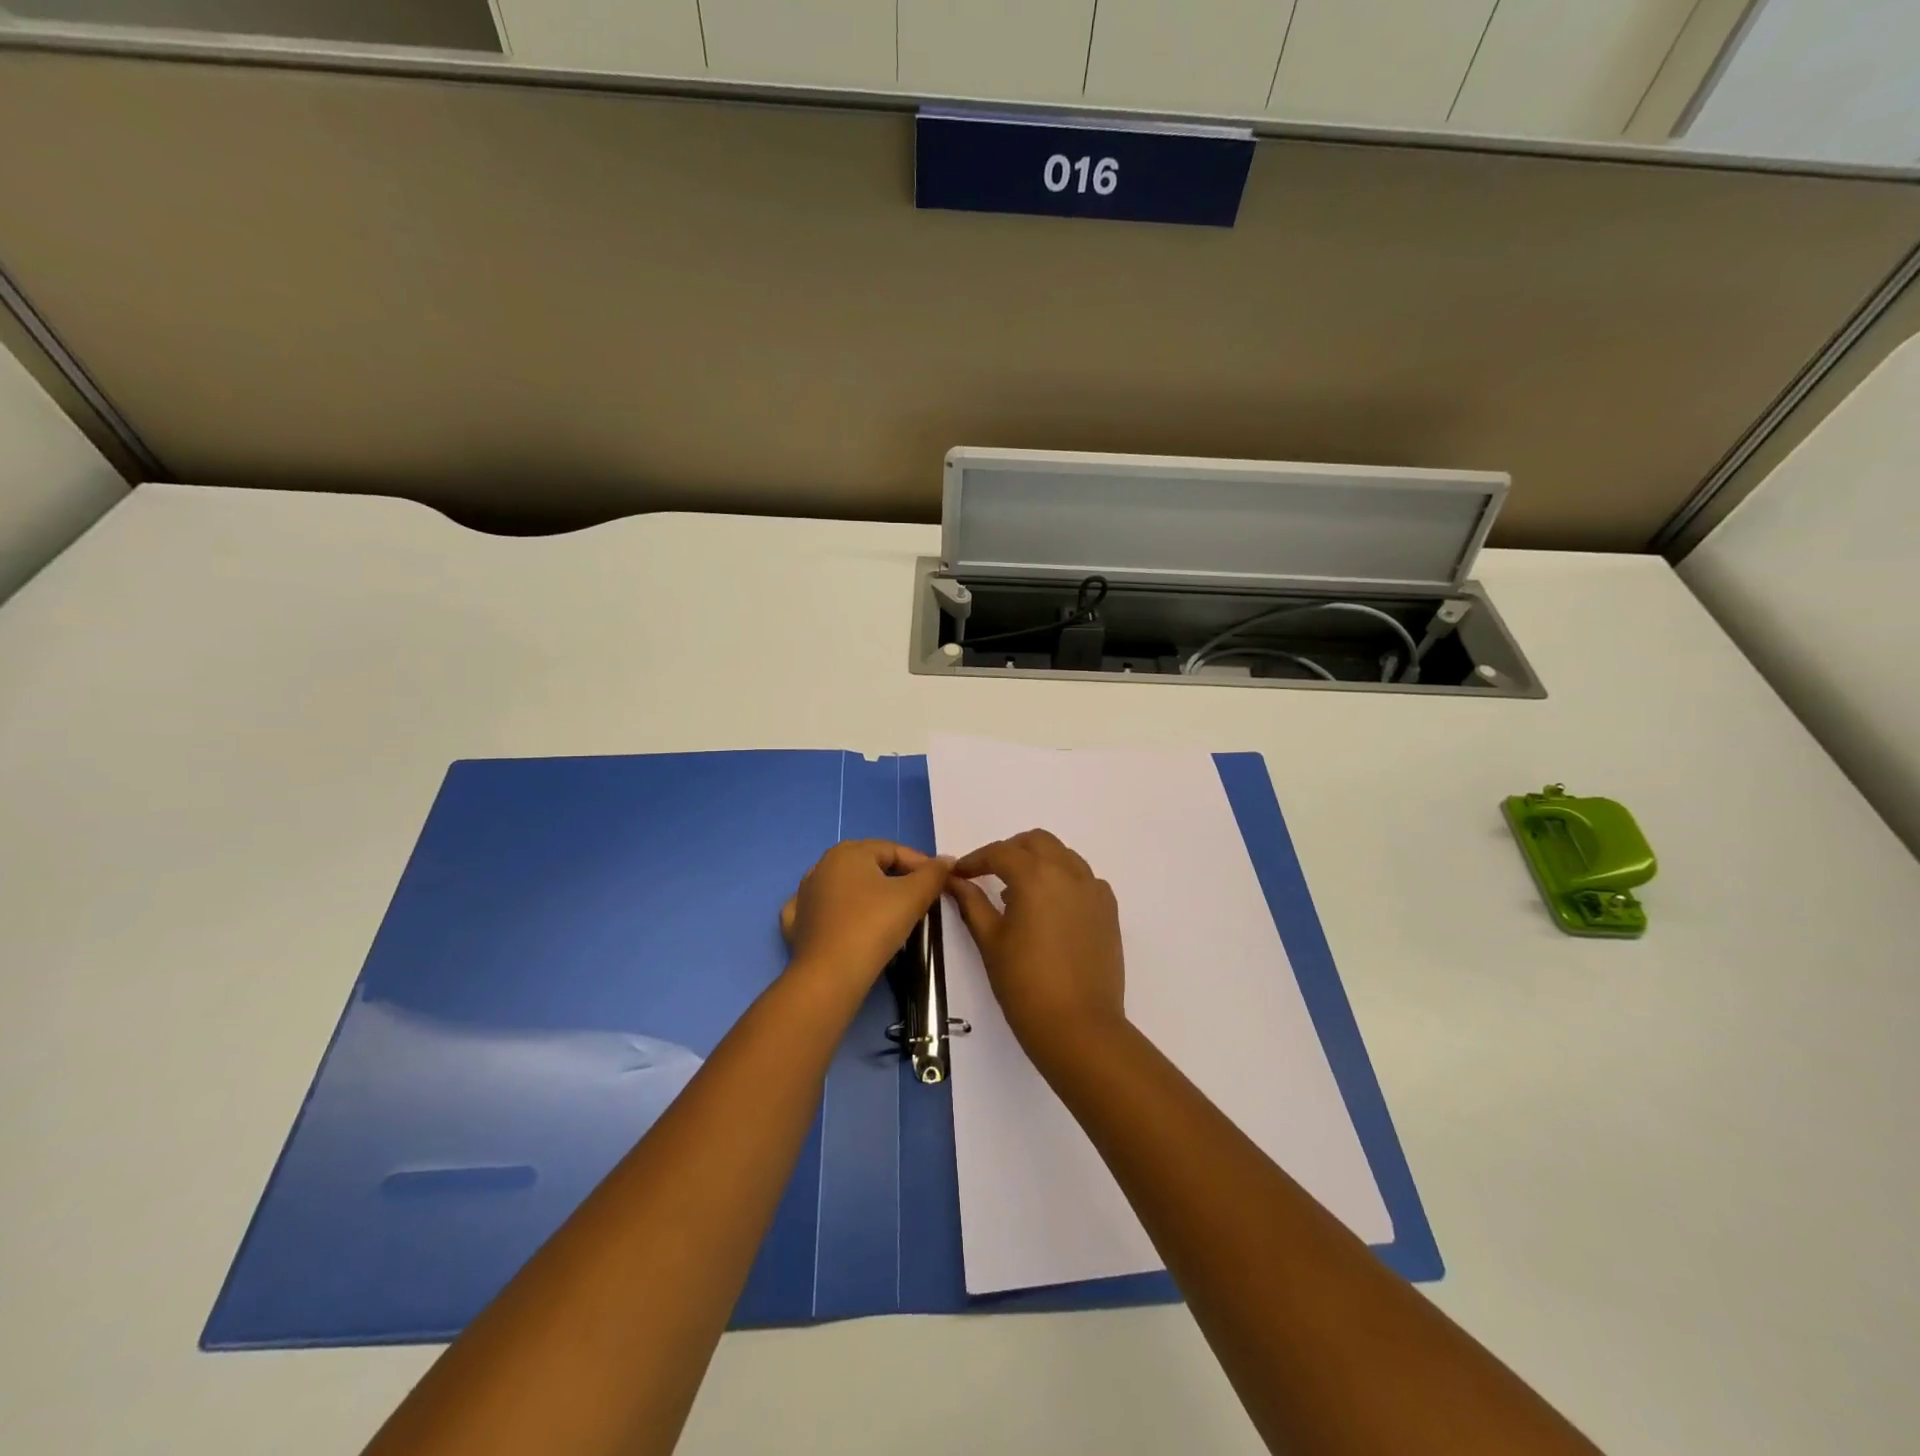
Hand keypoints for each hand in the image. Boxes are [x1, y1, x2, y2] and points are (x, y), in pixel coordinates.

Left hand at [780, 840, 951, 989]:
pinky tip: (848, 922)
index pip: (894, 850)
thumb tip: (947, 861)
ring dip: (870, 894)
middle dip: (897, 878)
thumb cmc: (873, 926)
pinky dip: (840, 912)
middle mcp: (822, 865)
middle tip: (920, 898)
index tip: (940, 883)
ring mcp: (805, 894)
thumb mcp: (912, 896)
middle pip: (869, 865)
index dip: (921, 864)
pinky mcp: (798, 923)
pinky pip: (825, 909)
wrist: (830, 976)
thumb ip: (933, 874)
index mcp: (848, 852)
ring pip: (847, 887)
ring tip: (892, 913)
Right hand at [947, 829, 1126, 1059]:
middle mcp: (1069, 872)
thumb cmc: (1025, 984)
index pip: (1000, 853)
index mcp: (1036, 875)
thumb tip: (954, 881)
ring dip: (1039, 862)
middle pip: (1037, 842)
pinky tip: (1051, 908)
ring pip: (1064, 856)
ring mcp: (1094, 890)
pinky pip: (1084, 879)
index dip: (976, 860)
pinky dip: (1064, 880)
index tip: (959, 875)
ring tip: (1018, 892)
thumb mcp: (990, 941)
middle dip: (1010, 851)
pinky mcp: (1109, 910)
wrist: (1079, 1027)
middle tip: (988, 874)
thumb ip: (971, 903)